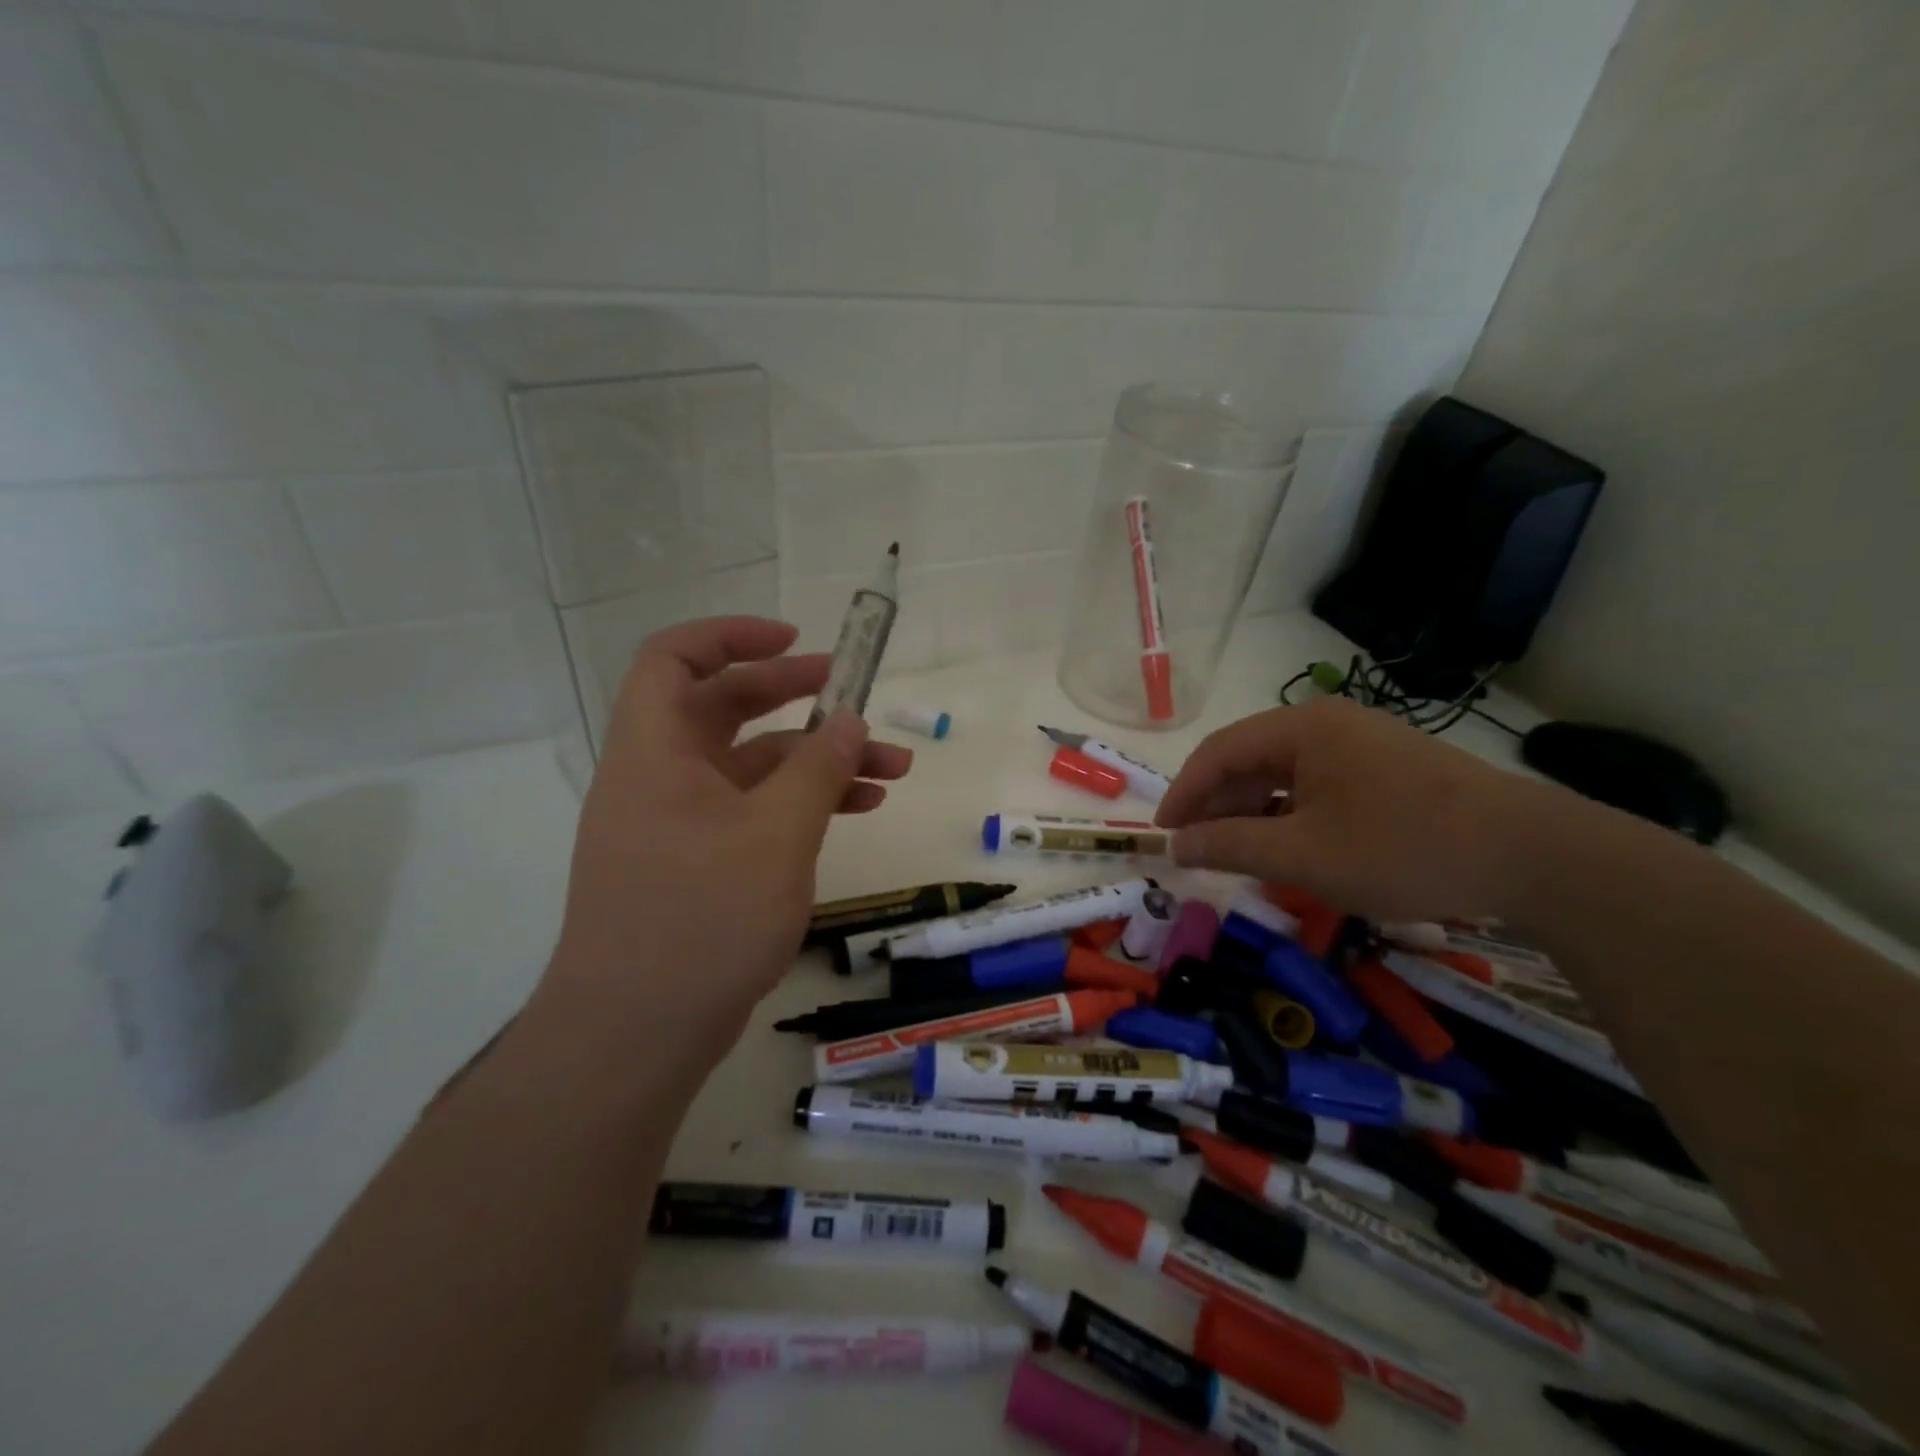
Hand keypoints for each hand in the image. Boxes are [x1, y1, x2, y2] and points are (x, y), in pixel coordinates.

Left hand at [542, 617, 911, 1062]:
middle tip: (857, 698)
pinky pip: (754, 811)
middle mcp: (661, 777)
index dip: (732, 636)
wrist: (636, 1035)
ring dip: (817, 761)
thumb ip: (818, 768)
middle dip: (796, 696)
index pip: (674, 659)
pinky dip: (802, 804)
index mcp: (655, 752)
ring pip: (753, 767)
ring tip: (891, 772)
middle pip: (726, 709)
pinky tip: (857, 811)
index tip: (796, 639)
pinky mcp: (700, 863)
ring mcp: (680, 823)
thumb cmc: (702, 918)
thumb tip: (850, 720)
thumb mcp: (776, 834)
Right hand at [1156, 696, 1550, 921]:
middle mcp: (1328, 724)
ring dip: (1253, 811)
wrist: (1534, 857)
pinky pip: (1318, 785)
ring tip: (1237, 853)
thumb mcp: (1304, 856)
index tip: (1163, 834)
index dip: (1183, 792)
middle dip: (1217, 804)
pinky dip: (1291, 814)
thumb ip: (1230, 846)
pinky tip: (1290, 847)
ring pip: (1284, 774)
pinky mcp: (1388, 768)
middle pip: (1250, 758)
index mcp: (1302, 729)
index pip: (1219, 752)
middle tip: (1196, 849)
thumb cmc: (1404, 848)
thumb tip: (1176, 845)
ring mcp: (1362, 744)